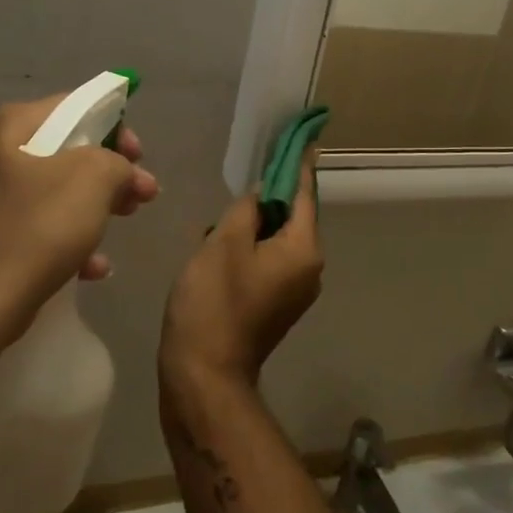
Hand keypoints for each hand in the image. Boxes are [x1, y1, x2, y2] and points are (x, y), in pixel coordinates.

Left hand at [0, 94, 158, 335]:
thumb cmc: (35, 230)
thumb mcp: (92, 180)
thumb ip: (115, 160)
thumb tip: (117, 170)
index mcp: (10, 127)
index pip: (72, 106)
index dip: (115, 126)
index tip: (139, 156)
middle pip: (66, 150)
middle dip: (110, 172)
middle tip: (143, 193)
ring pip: (55, 191)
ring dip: (95, 205)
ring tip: (125, 224)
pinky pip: (38, 226)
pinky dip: (69, 238)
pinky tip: (94, 267)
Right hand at [160, 152, 322, 387]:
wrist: (203, 375)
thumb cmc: (214, 302)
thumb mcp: (225, 243)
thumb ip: (247, 209)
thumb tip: (263, 192)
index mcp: (303, 250)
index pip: (305, 194)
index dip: (298, 164)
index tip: (300, 137)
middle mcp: (308, 270)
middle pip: (291, 218)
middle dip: (264, 200)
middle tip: (237, 184)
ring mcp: (293, 291)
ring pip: (274, 241)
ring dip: (249, 227)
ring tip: (217, 224)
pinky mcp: (274, 306)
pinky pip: (266, 262)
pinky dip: (247, 249)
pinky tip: (215, 249)